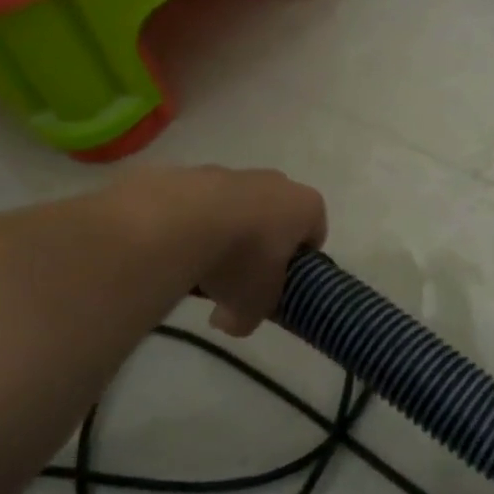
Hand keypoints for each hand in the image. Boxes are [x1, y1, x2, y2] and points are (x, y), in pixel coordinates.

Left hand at [187, 167, 328, 335]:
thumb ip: (249, 317)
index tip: (279, 286)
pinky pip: (203, 207)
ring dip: (225, 237)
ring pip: (238, 210)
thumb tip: (229, 320)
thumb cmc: (241, 261)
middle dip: (261, 248)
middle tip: (240, 280)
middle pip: (276, 219)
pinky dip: (195, 227)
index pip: (315, 236)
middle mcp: (277, 182)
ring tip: (201, 270)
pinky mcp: (197, 173)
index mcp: (307, 207)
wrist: (181, 220)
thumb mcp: (253, 306)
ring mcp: (236, 173)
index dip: (298, 265)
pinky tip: (178, 251)